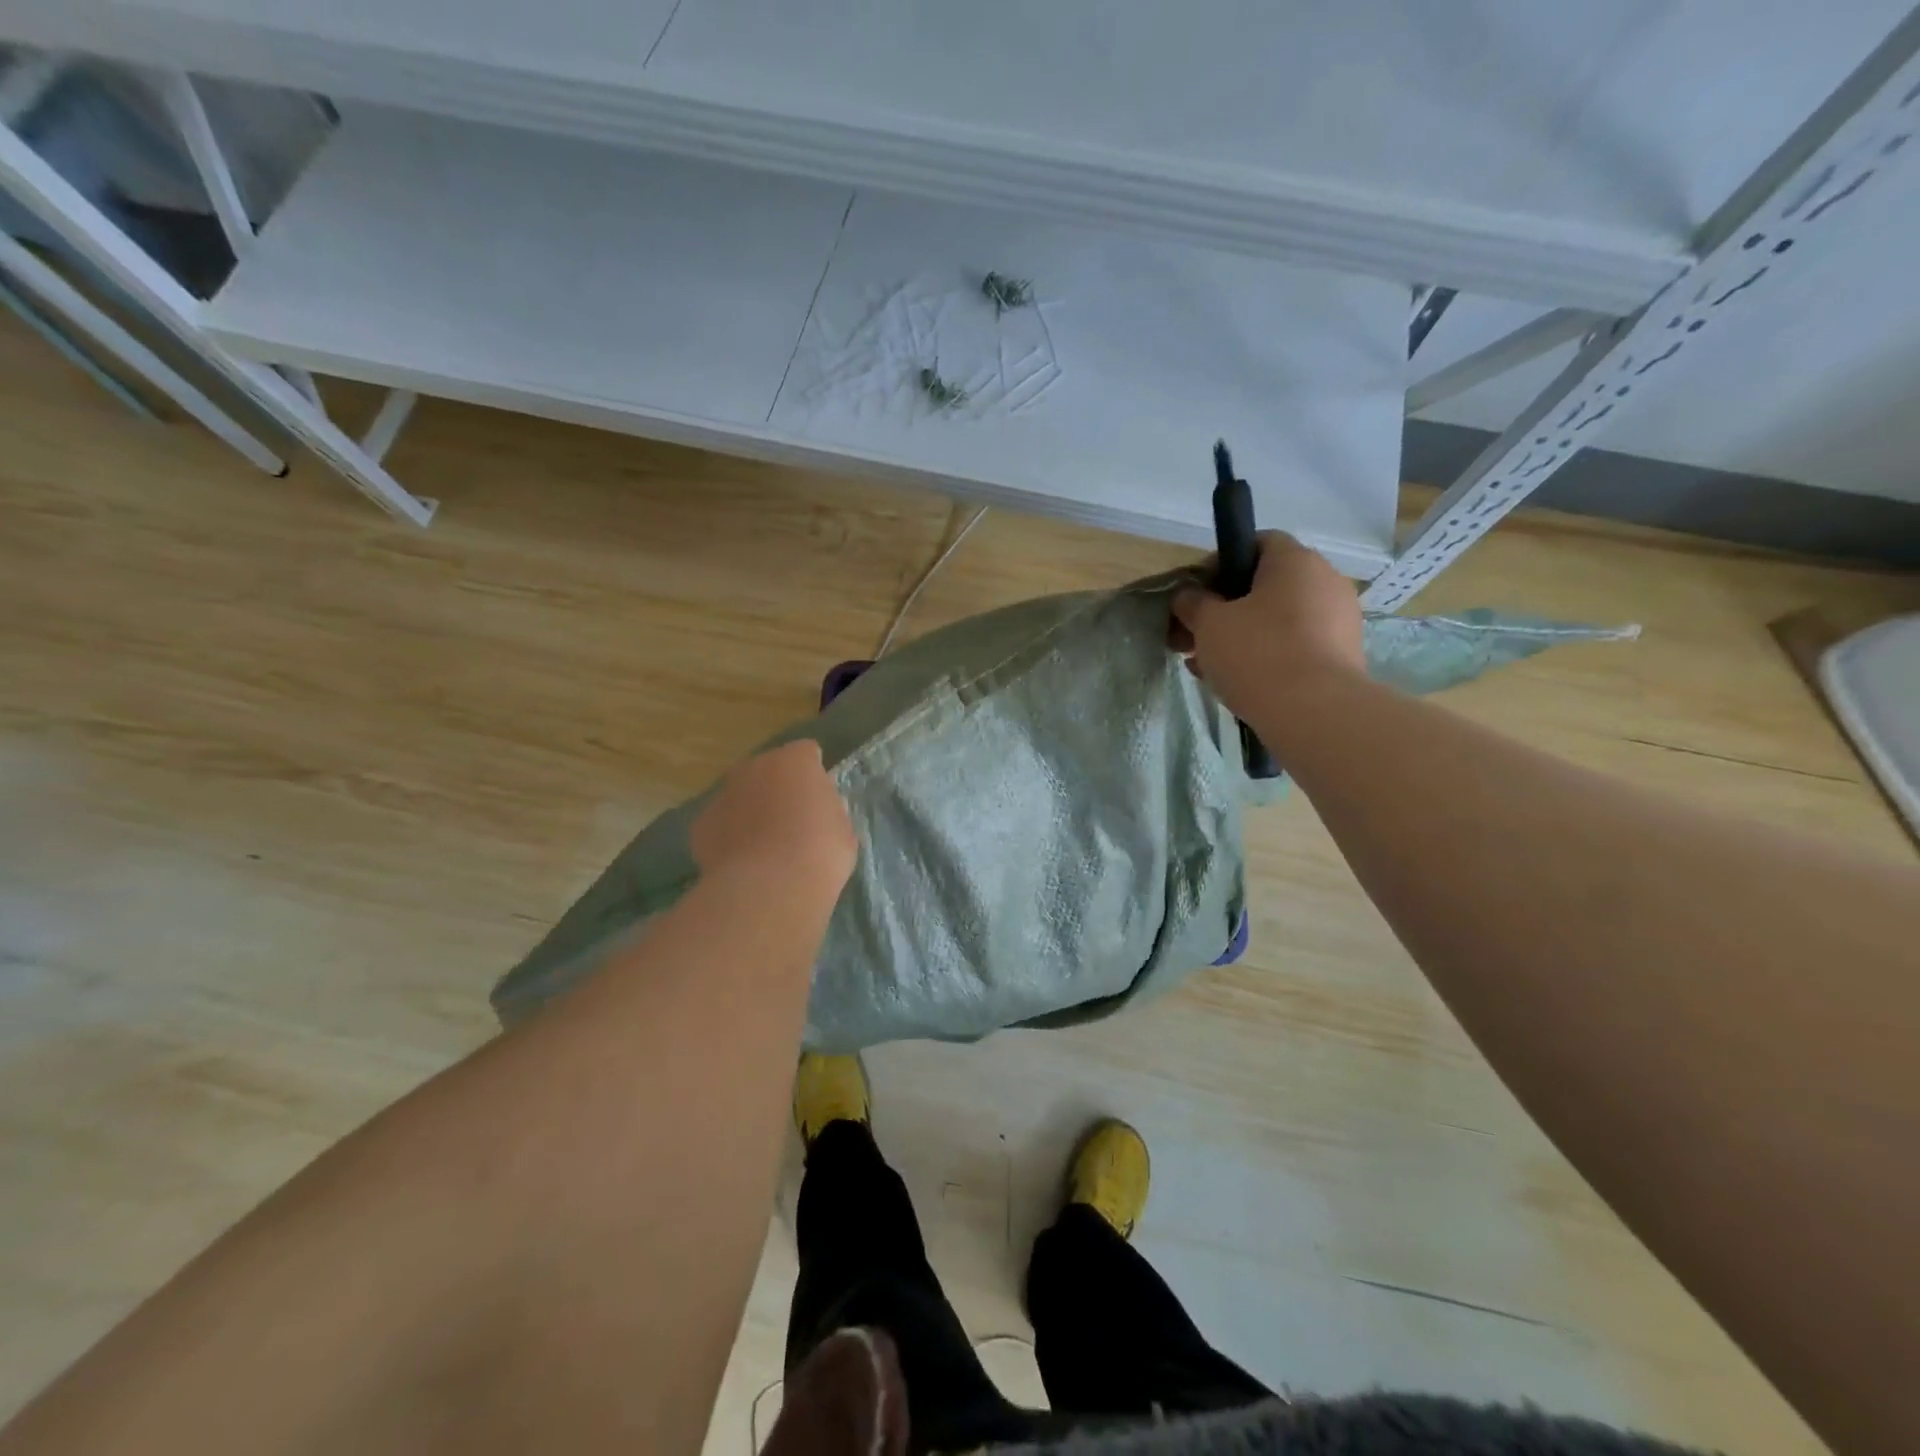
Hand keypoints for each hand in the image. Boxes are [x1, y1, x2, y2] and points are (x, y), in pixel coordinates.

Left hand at [690, 741, 856, 900]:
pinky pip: (720, 825)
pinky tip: (742, 863)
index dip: (813, 774)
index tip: (818, 798)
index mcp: (794, 761)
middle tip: (791, 821)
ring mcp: (723, 794)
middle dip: (776, 789)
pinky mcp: (701, 825)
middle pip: (767, 770)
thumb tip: (816, 815)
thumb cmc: (820, 853)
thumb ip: (826, 811)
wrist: (771, 888)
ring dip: (750, 812)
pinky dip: (728, 838)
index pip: (806, 753)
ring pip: (739, 796)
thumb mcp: (842, 829)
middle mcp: (754, 767)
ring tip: (764, 847)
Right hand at [1170, 533, 1364, 723]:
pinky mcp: (1343, 655)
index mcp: (1295, 560)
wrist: (1314, 712)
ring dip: (1242, 635)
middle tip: (1194, 637)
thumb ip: (1193, 603)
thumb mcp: (1209, 624)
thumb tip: (1188, 596)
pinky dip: (1267, 655)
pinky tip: (1238, 680)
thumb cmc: (1257, 653)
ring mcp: (1339, 619)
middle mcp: (1325, 580)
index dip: (1221, 564)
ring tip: (1208, 665)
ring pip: (1278, 619)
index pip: (1257, 542)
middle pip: (1265, 585)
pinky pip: (1296, 644)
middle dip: (1225, 609)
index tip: (1196, 595)